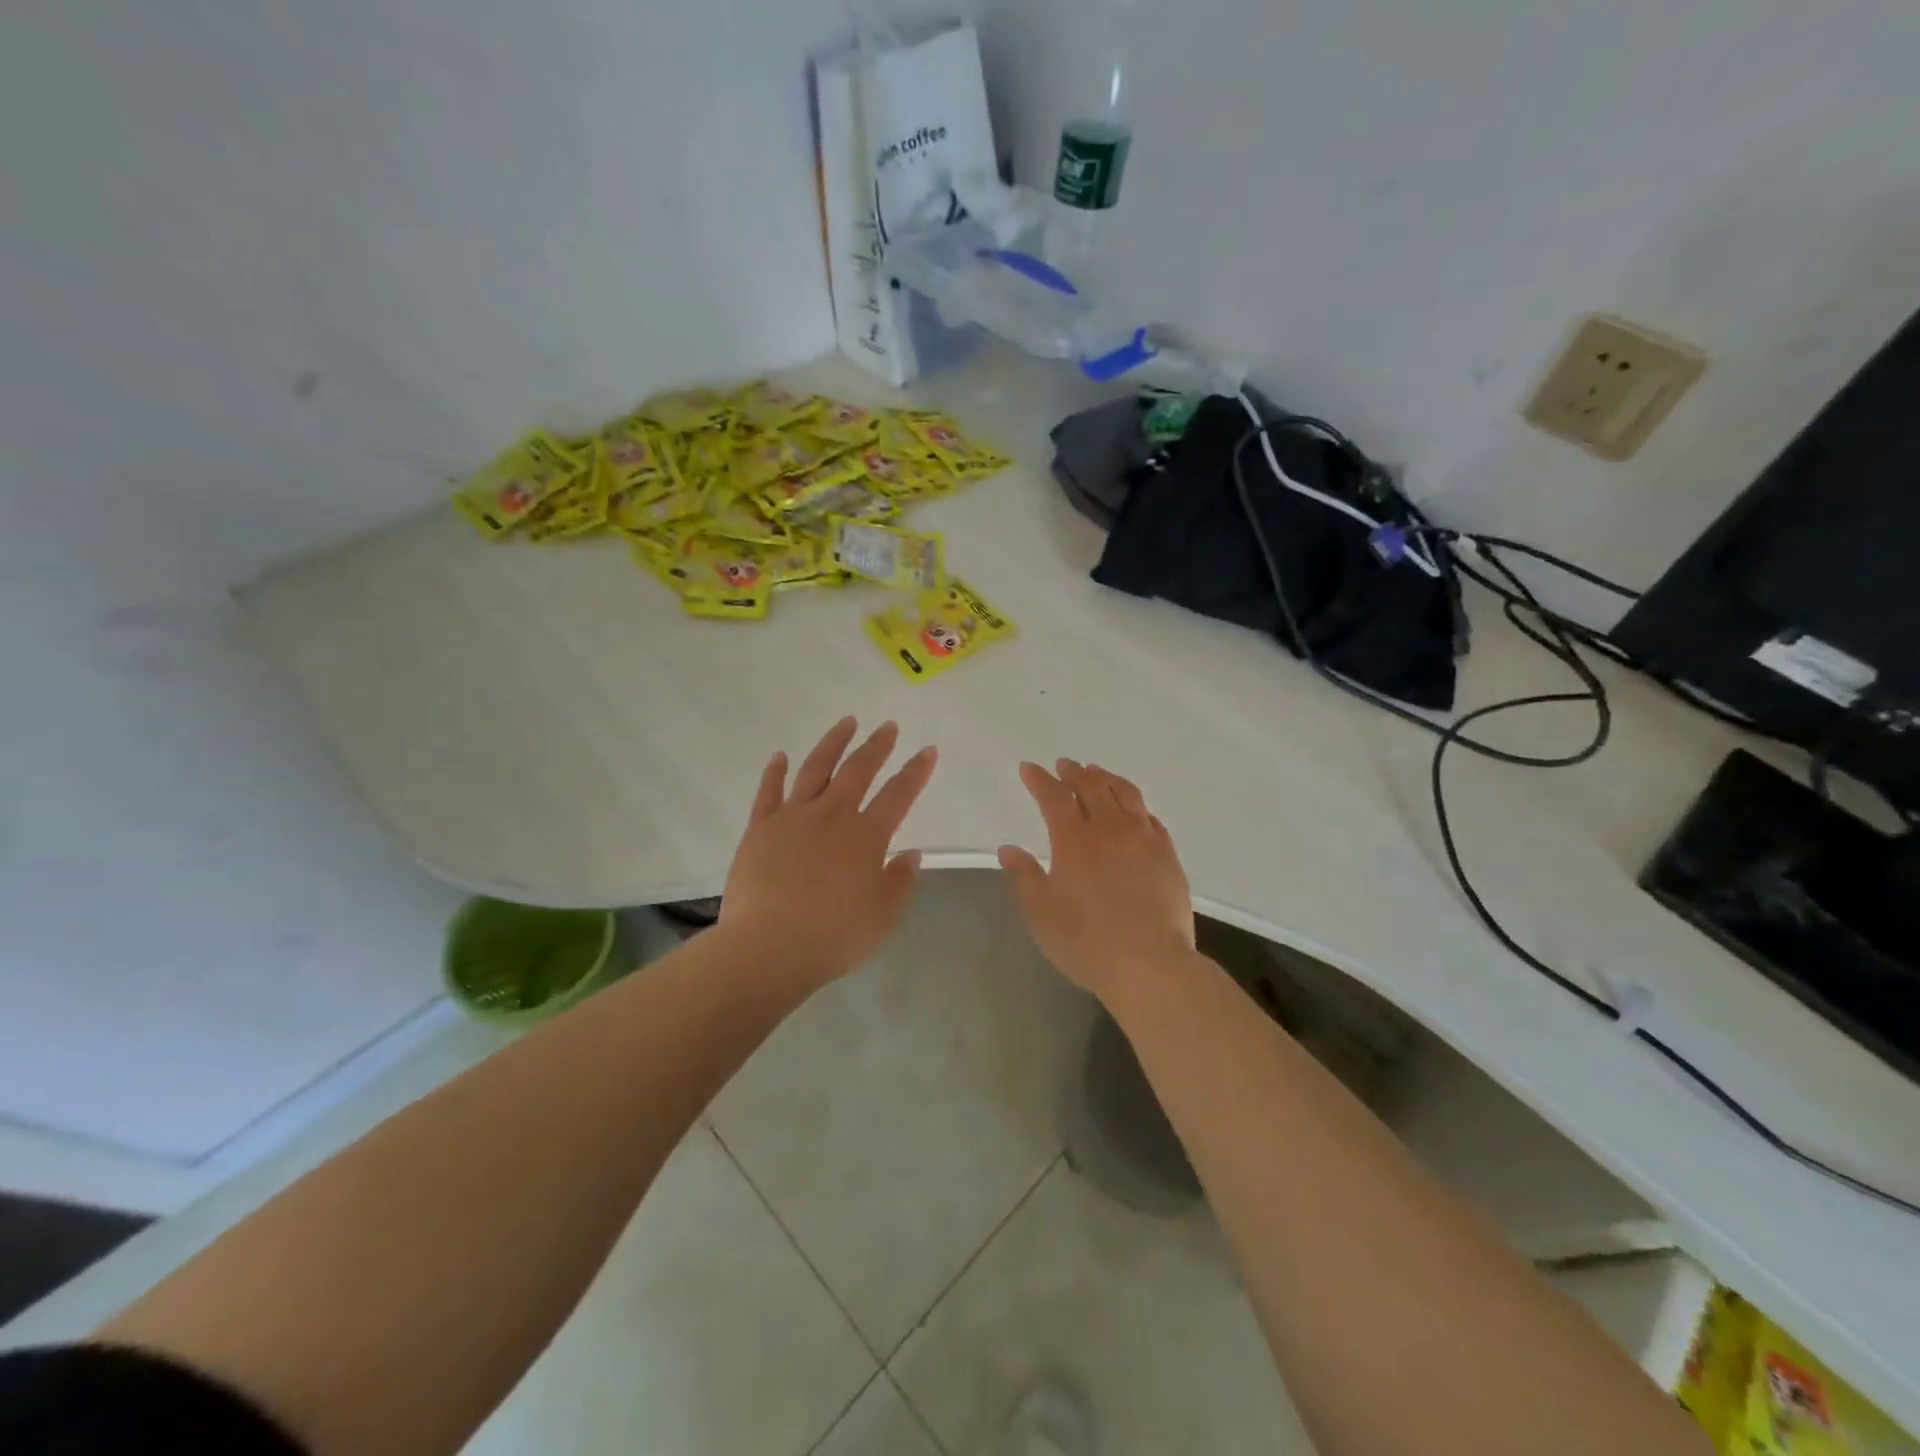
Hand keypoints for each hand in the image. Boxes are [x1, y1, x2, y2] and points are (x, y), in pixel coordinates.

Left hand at [719, 716, 936, 989]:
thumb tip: (911, 853)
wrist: (768, 947)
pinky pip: (769, 791)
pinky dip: (775, 771)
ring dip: (833, 743)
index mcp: (866, 836)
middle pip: (858, 770)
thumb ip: (899, 881)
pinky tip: (781, 756)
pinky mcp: (760, 828)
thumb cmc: (833, 936)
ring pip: (816, 768)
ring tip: (846, 723)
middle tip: (888, 726)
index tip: (928, 751)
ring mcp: (793, 817)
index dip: (916, 772)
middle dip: (877, 746)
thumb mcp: (882, 917)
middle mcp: (832, 815)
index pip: (898, 795)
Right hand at [999, 760, 1195, 1001]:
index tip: (1030, 768)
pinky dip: (1136, 805)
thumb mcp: (1041, 913)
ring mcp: (1144, 840)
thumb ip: (1024, 877)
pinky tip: (1134, 809)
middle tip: (1065, 765)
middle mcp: (1110, 829)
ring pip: (1126, 795)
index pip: (1054, 797)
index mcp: (1074, 840)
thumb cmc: (1086, 941)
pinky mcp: (1168, 856)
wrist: (1150, 964)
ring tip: (1097, 773)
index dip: (1040, 780)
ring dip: (1107, 778)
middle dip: (1075, 772)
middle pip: (1092, 787)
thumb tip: (1009, 849)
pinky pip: (1151, 818)